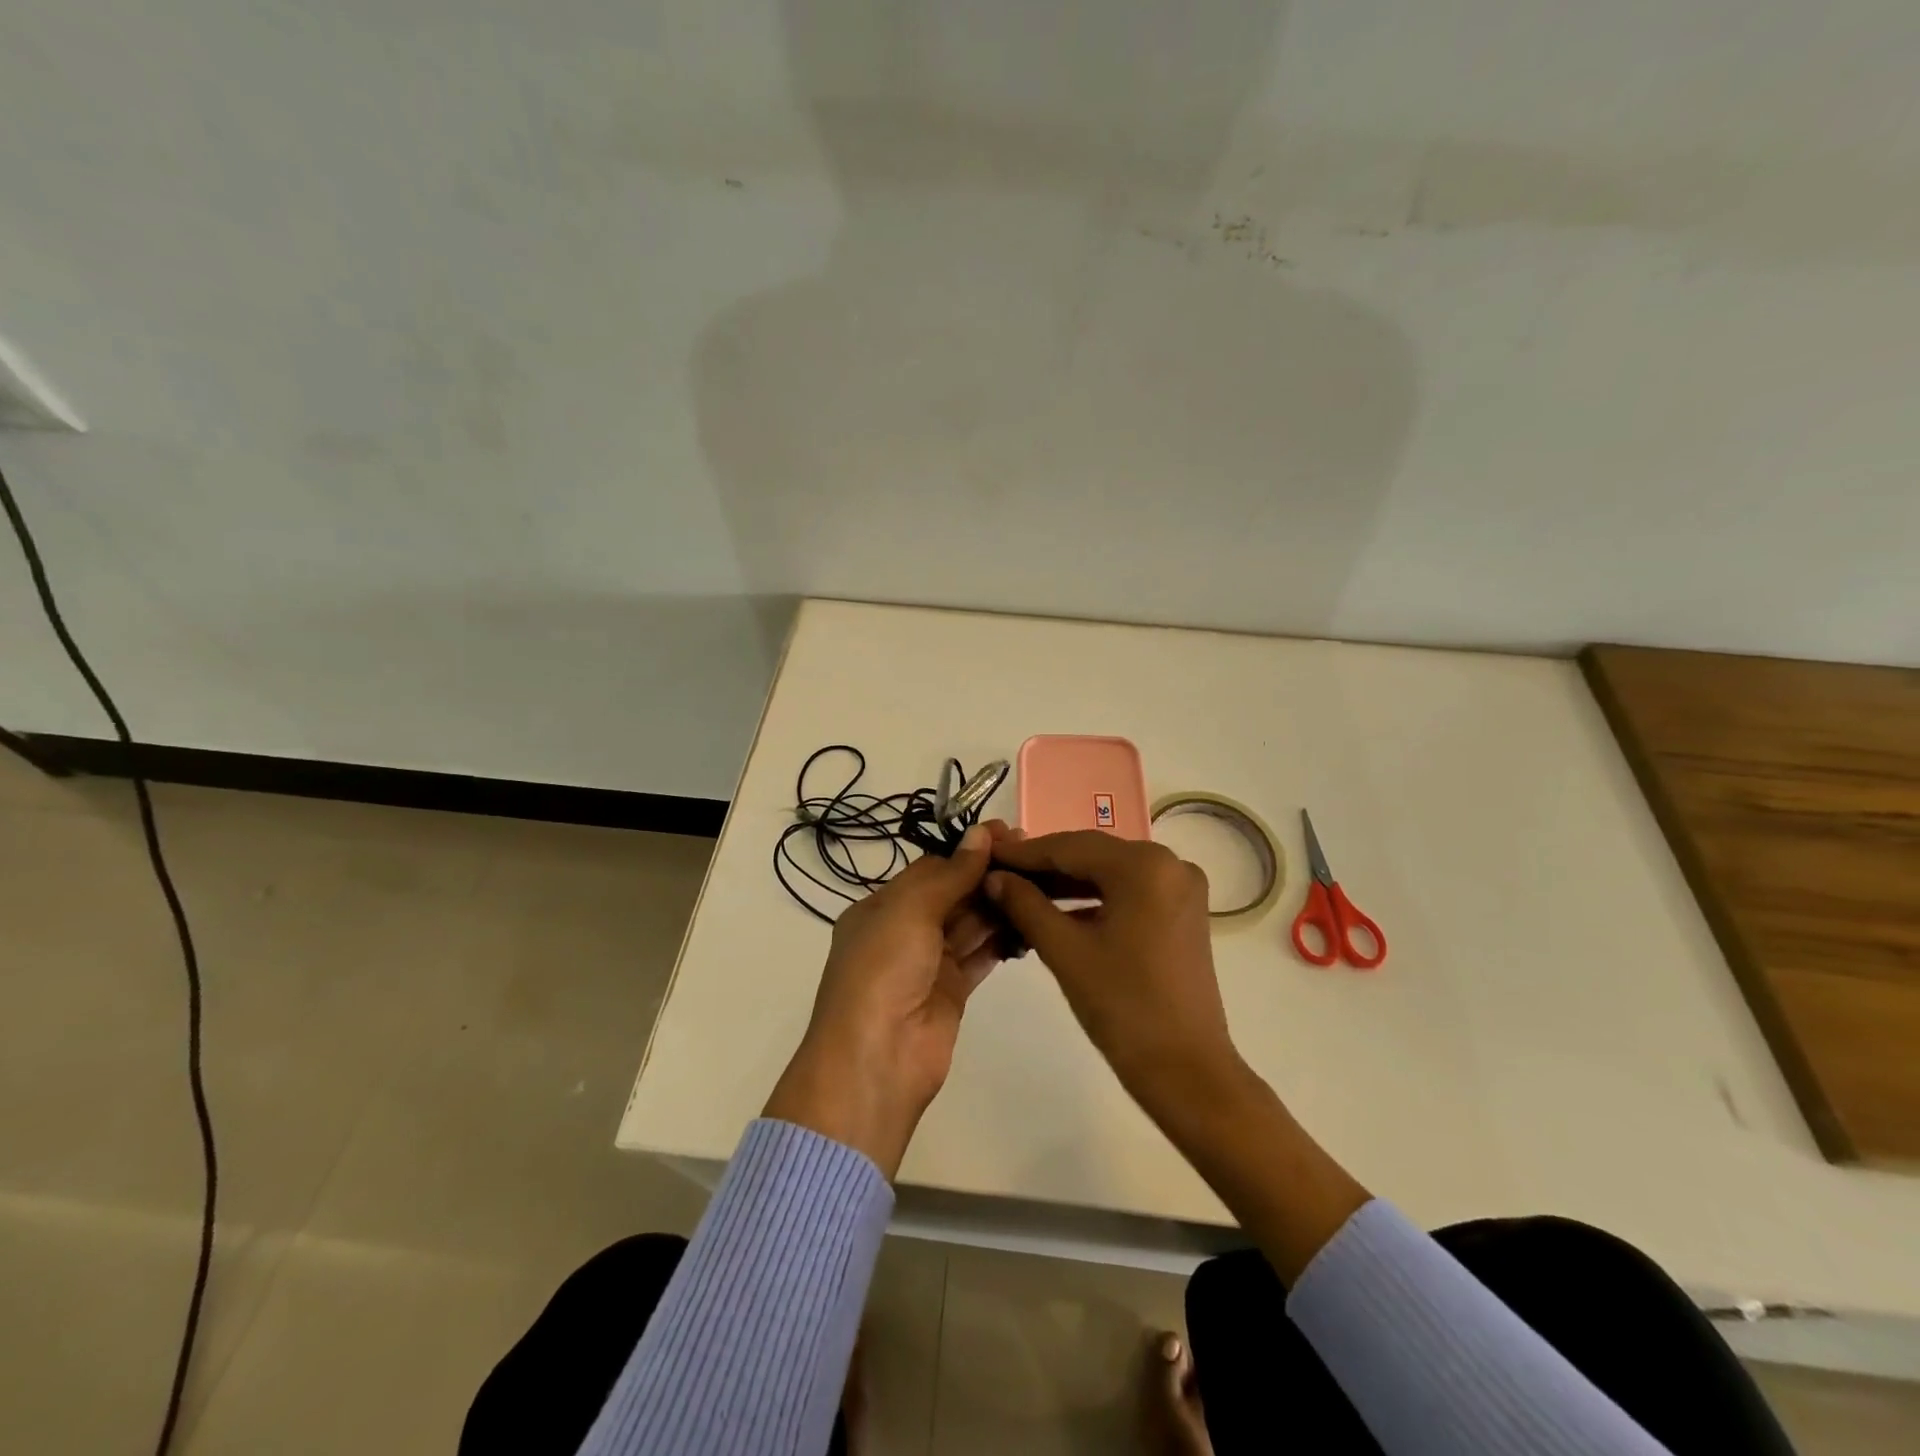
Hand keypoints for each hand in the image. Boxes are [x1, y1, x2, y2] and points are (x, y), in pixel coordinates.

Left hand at [765, 820, 1015, 1176]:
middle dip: (986, 874)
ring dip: (998, 904)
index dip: (966, 850)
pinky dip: (1003, 939)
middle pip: (952, 893)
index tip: (1006, 834)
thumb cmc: (883, 971)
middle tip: (1031, 856)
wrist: (877, 1059)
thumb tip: (980, 833)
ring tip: (1039, 883)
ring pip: (969, 923)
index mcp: (881, 907)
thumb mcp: (910, 911)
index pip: (930, 868)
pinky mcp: (953, 991)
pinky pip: (981, 955)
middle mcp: (904, 931)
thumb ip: (950, 874)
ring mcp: (929, 963)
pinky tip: (1030, 922)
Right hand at [989, 832, 1368, 1278]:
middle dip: (1044, 866)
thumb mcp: (1065, 950)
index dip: (1023, 853)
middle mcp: (1169, 862)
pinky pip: (1128, 892)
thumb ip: (1025, 904)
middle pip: (1092, 854)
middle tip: (998, 873)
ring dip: (1066, 883)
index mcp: (1144, 865)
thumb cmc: (1122, 1007)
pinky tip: (1057, 911)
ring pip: (1109, 873)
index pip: (1069, 846)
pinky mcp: (1182, 911)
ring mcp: (1180, 887)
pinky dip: (1094, 899)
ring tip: (1019, 892)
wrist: (1186, 1070)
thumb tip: (993, 877)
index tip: (985, 854)